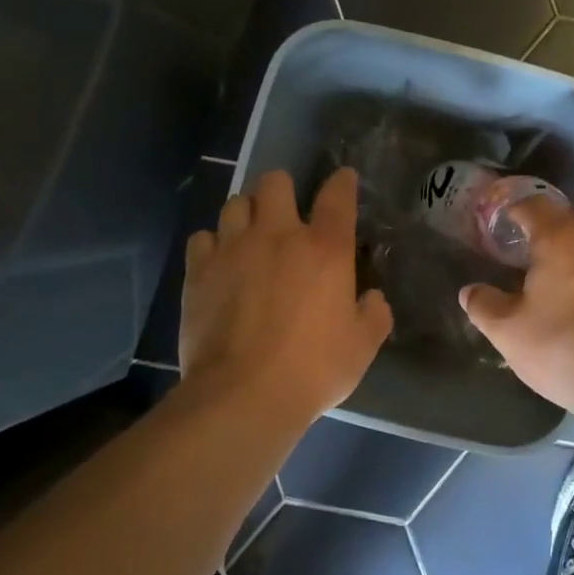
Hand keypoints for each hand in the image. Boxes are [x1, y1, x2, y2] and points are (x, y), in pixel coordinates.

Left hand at [180, 167, 392, 422]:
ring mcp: (233, 249)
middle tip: (286, 214)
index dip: (342, 182)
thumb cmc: (313, 370)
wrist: (244, 395)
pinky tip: (219, 262)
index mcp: (324, 249)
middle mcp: (278, 235)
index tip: (343, 180)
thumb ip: (374, 314)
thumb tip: (372, 298)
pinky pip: (202, 238)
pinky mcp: (199, 270)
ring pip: (235, 203)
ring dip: (246, 213)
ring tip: (250, 235)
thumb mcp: (362, 346)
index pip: (337, 196)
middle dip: (283, 190)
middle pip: (275, 182)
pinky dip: (212, 244)